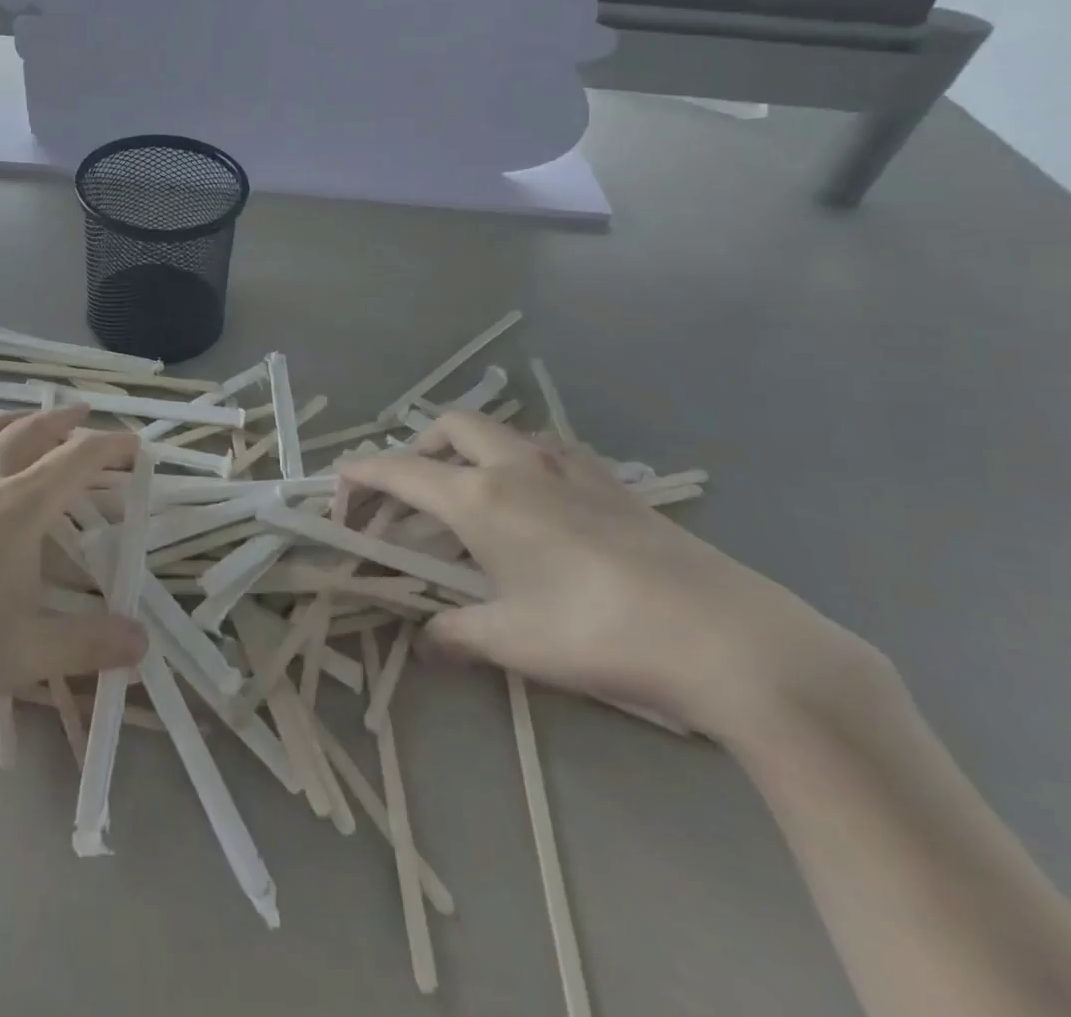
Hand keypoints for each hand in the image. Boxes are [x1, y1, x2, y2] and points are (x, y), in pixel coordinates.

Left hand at [0, 407, 147, 711]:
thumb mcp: (17, 653)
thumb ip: (84, 645)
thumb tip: (143, 640)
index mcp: (18, 505)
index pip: (77, 458)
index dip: (112, 446)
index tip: (137, 444)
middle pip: (31, 431)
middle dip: (65, 420)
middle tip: (86, 415)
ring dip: (14, 417)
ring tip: (28, 418)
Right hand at [341, 412, 887, 745]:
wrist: (731, 639)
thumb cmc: (601, 634)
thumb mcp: (513, 641)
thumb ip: (456, 633)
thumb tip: (427, 640)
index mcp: (480, 496)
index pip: (396, 468)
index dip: (357, 478)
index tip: (339, 504)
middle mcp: (517, 464)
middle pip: (445, 428)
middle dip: (413, 453)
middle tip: (407, 503)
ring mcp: (568, 466)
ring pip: (497, 431)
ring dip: (465, 453)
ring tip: (467, 503)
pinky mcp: (611, 481)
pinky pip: (545, 450)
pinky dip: (517, 462)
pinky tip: (535, 508)